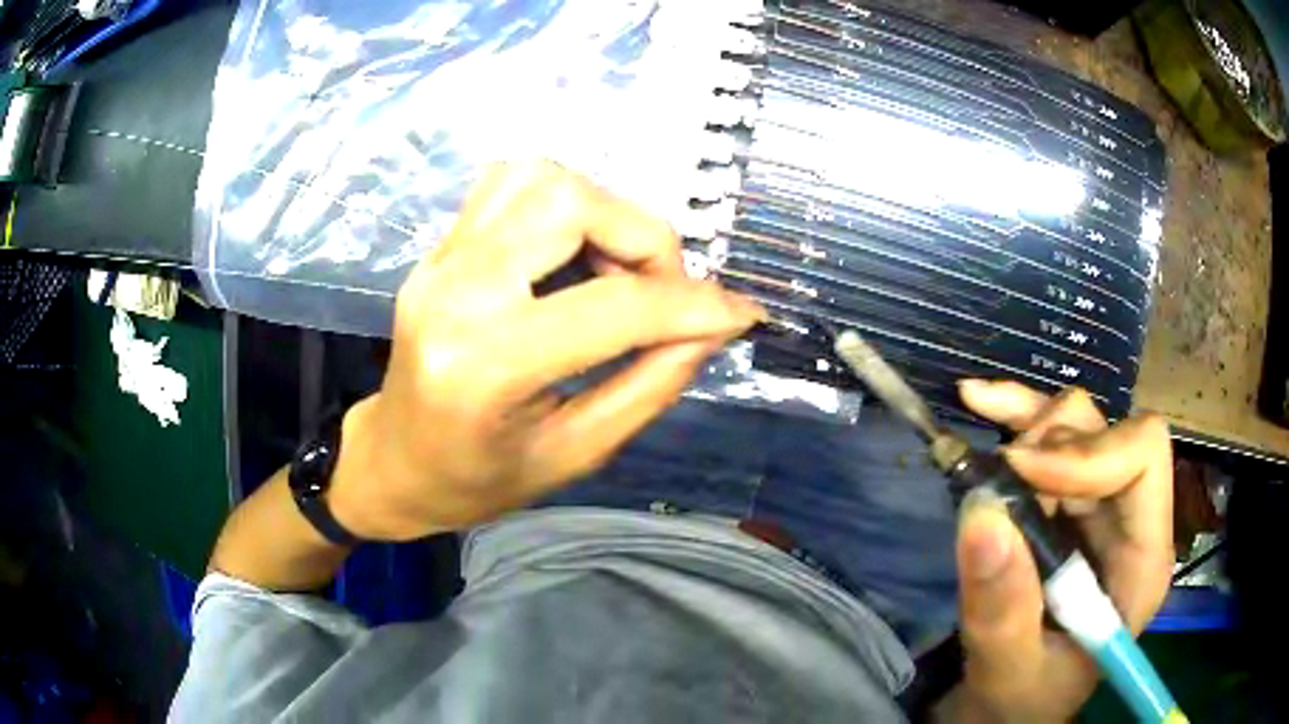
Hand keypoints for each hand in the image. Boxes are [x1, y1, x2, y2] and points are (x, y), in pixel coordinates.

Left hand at [327, 162, 763, 540]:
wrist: (394, 462)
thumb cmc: (478, 481)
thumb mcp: (575, 455)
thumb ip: (650, 384)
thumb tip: (712, 327)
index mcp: (484, 365)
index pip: (612, 307)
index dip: (693, 306)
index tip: (740, 315)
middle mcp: (455, 291)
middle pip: (571, 203)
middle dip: (644, 241)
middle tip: (659, 296)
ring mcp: (439, 260)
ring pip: (541, 178)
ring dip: (604, 214)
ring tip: (615, 273)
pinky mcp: (438, 248)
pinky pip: (511, 184)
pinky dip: (564, 203)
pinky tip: (573, 254)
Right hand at [943, 381, 1174, 721]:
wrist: (1013, 704)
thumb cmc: (1025, 699)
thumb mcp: (1010, 671)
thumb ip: (1002, 610)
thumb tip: (981, 513)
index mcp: (1142, 559)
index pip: (1143, 458)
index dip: (1088, 451)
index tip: (1021, 472)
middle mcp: (1130, 518)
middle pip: (1108, 431)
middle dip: (1049, 442)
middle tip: (995, 479)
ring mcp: (1100, 504)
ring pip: (1078, 421)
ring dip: (1027, 427)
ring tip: (983, 462)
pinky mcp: (1068, 501)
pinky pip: (1049, 432)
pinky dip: (1014, 413)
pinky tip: (979, 401)